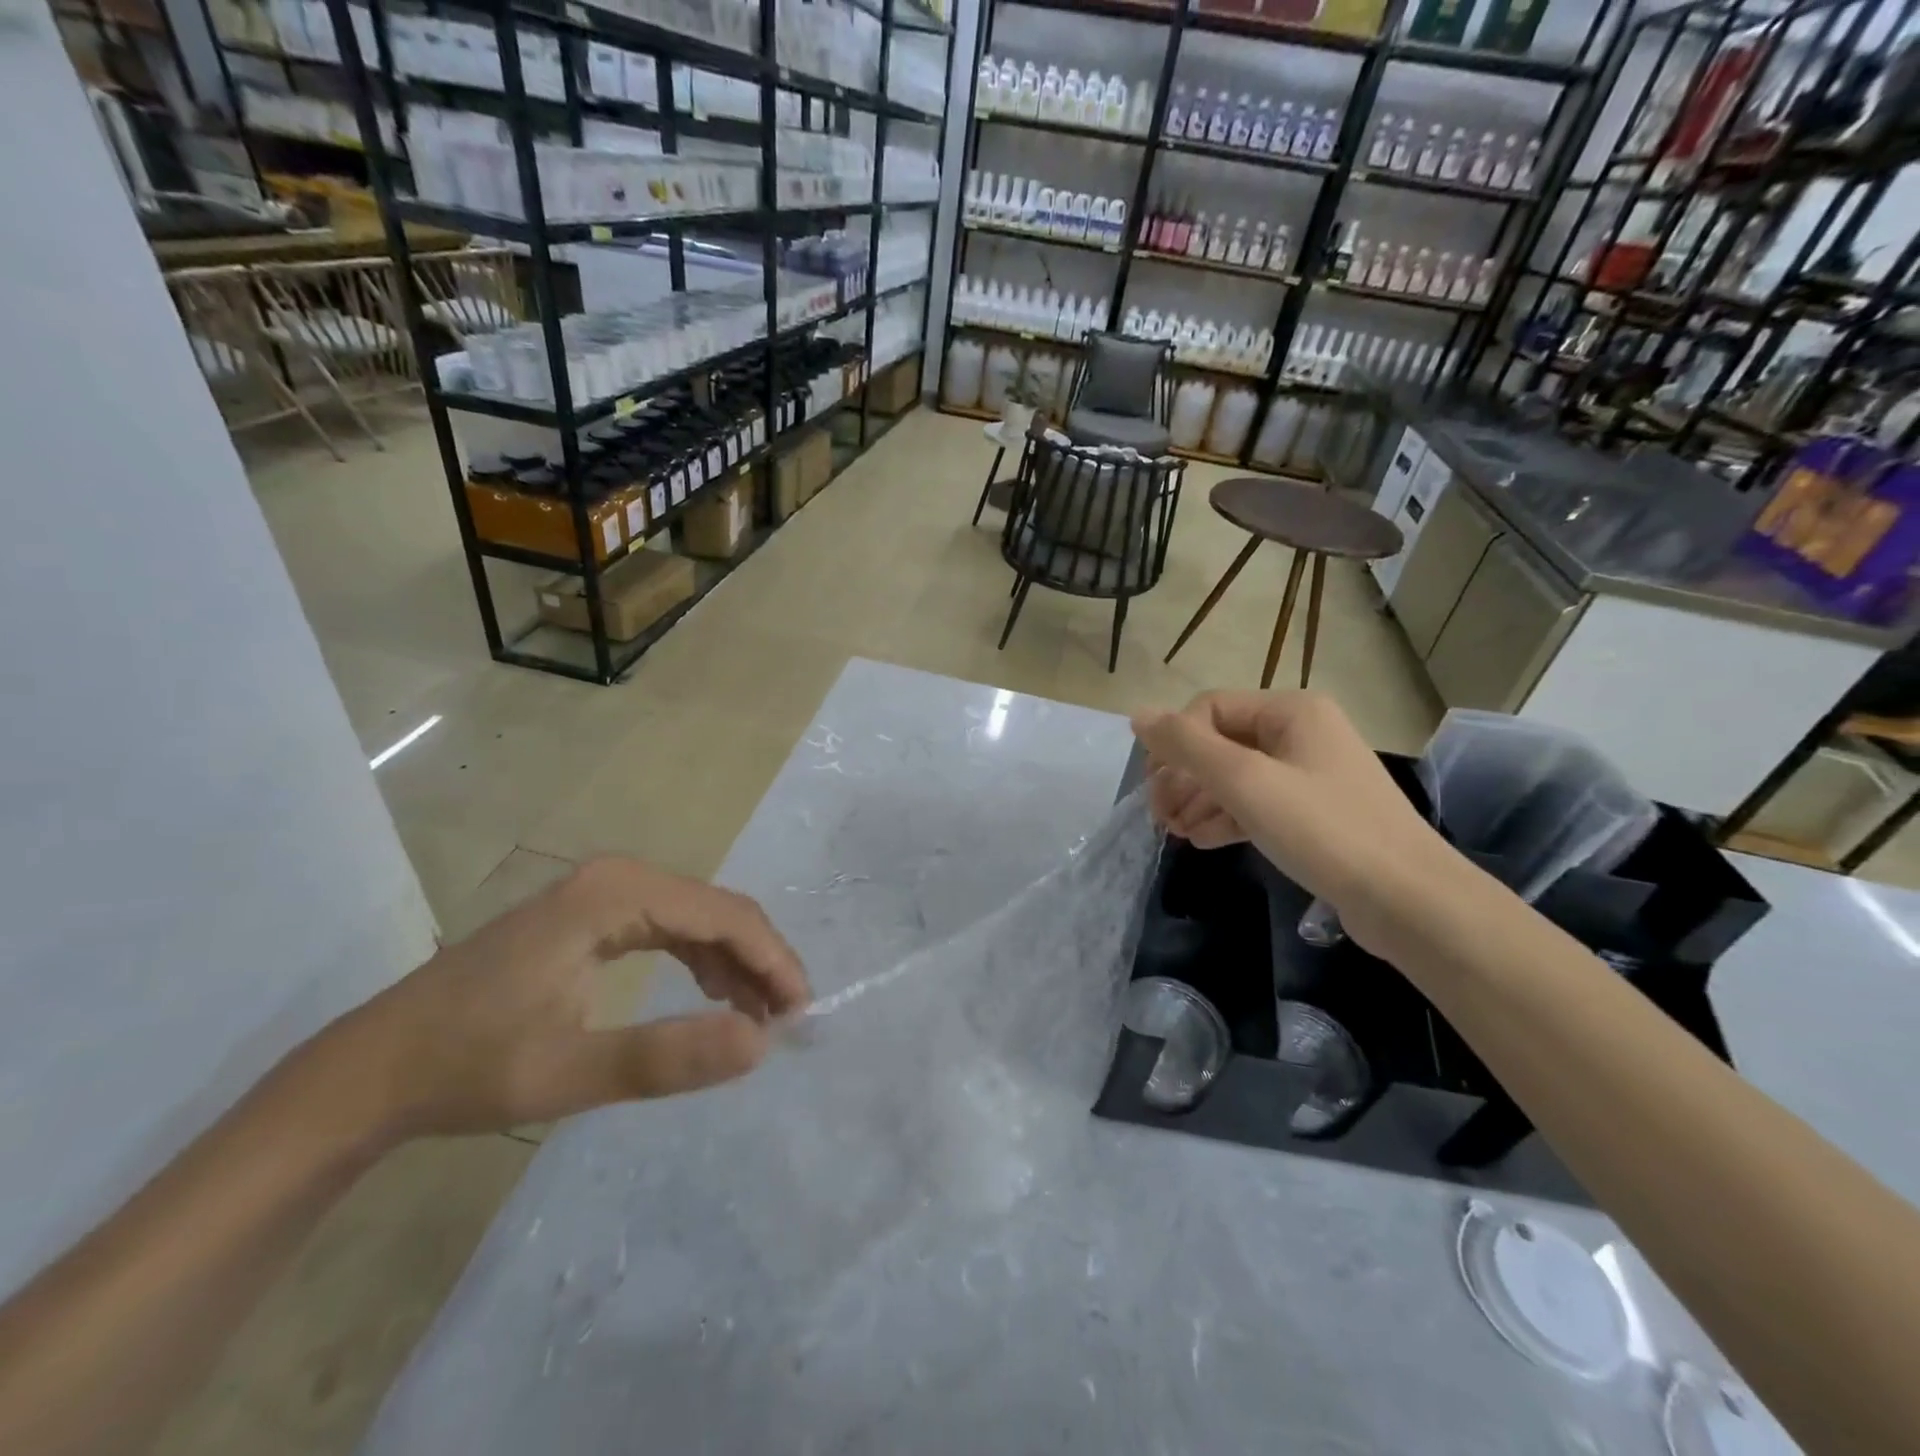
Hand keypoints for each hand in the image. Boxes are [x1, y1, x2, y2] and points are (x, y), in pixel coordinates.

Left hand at [306, 860, 809, 1142]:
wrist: (374, 1070)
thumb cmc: (468, 1068)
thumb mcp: (568, 1072)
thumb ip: (666, 1057)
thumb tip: (761, 1044)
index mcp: (617, 894)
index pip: (726, 915)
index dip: (773, 962)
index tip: (802, 1014)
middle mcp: (619, 878)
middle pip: (719, 910)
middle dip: (761, 963)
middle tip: (787, 1021)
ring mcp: (605, 892)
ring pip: (700, 918)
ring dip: (737, 964)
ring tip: (760, 1017)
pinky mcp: (596, 914)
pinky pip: (673, 928)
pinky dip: (704, 961)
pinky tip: (715, 996)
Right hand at [1132, 690, 1455, 955]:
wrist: (1409, 901)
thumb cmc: (1323, 829)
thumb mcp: (1245, 782)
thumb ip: (1187, 746)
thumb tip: (1137, 715)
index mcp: (1291, 711)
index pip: (1208, 709)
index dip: (1173, 744)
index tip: (1153, 788)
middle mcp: (1301, 733)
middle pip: (1220, 743)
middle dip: (1183, 777)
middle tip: (1158, 817)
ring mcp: (1310, 775)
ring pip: (1236, 776)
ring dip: (1199, 800)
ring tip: (1174, 833)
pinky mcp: (1314, 815)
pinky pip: (1257, 804)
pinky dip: (1226, 818)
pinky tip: (1202, 840)